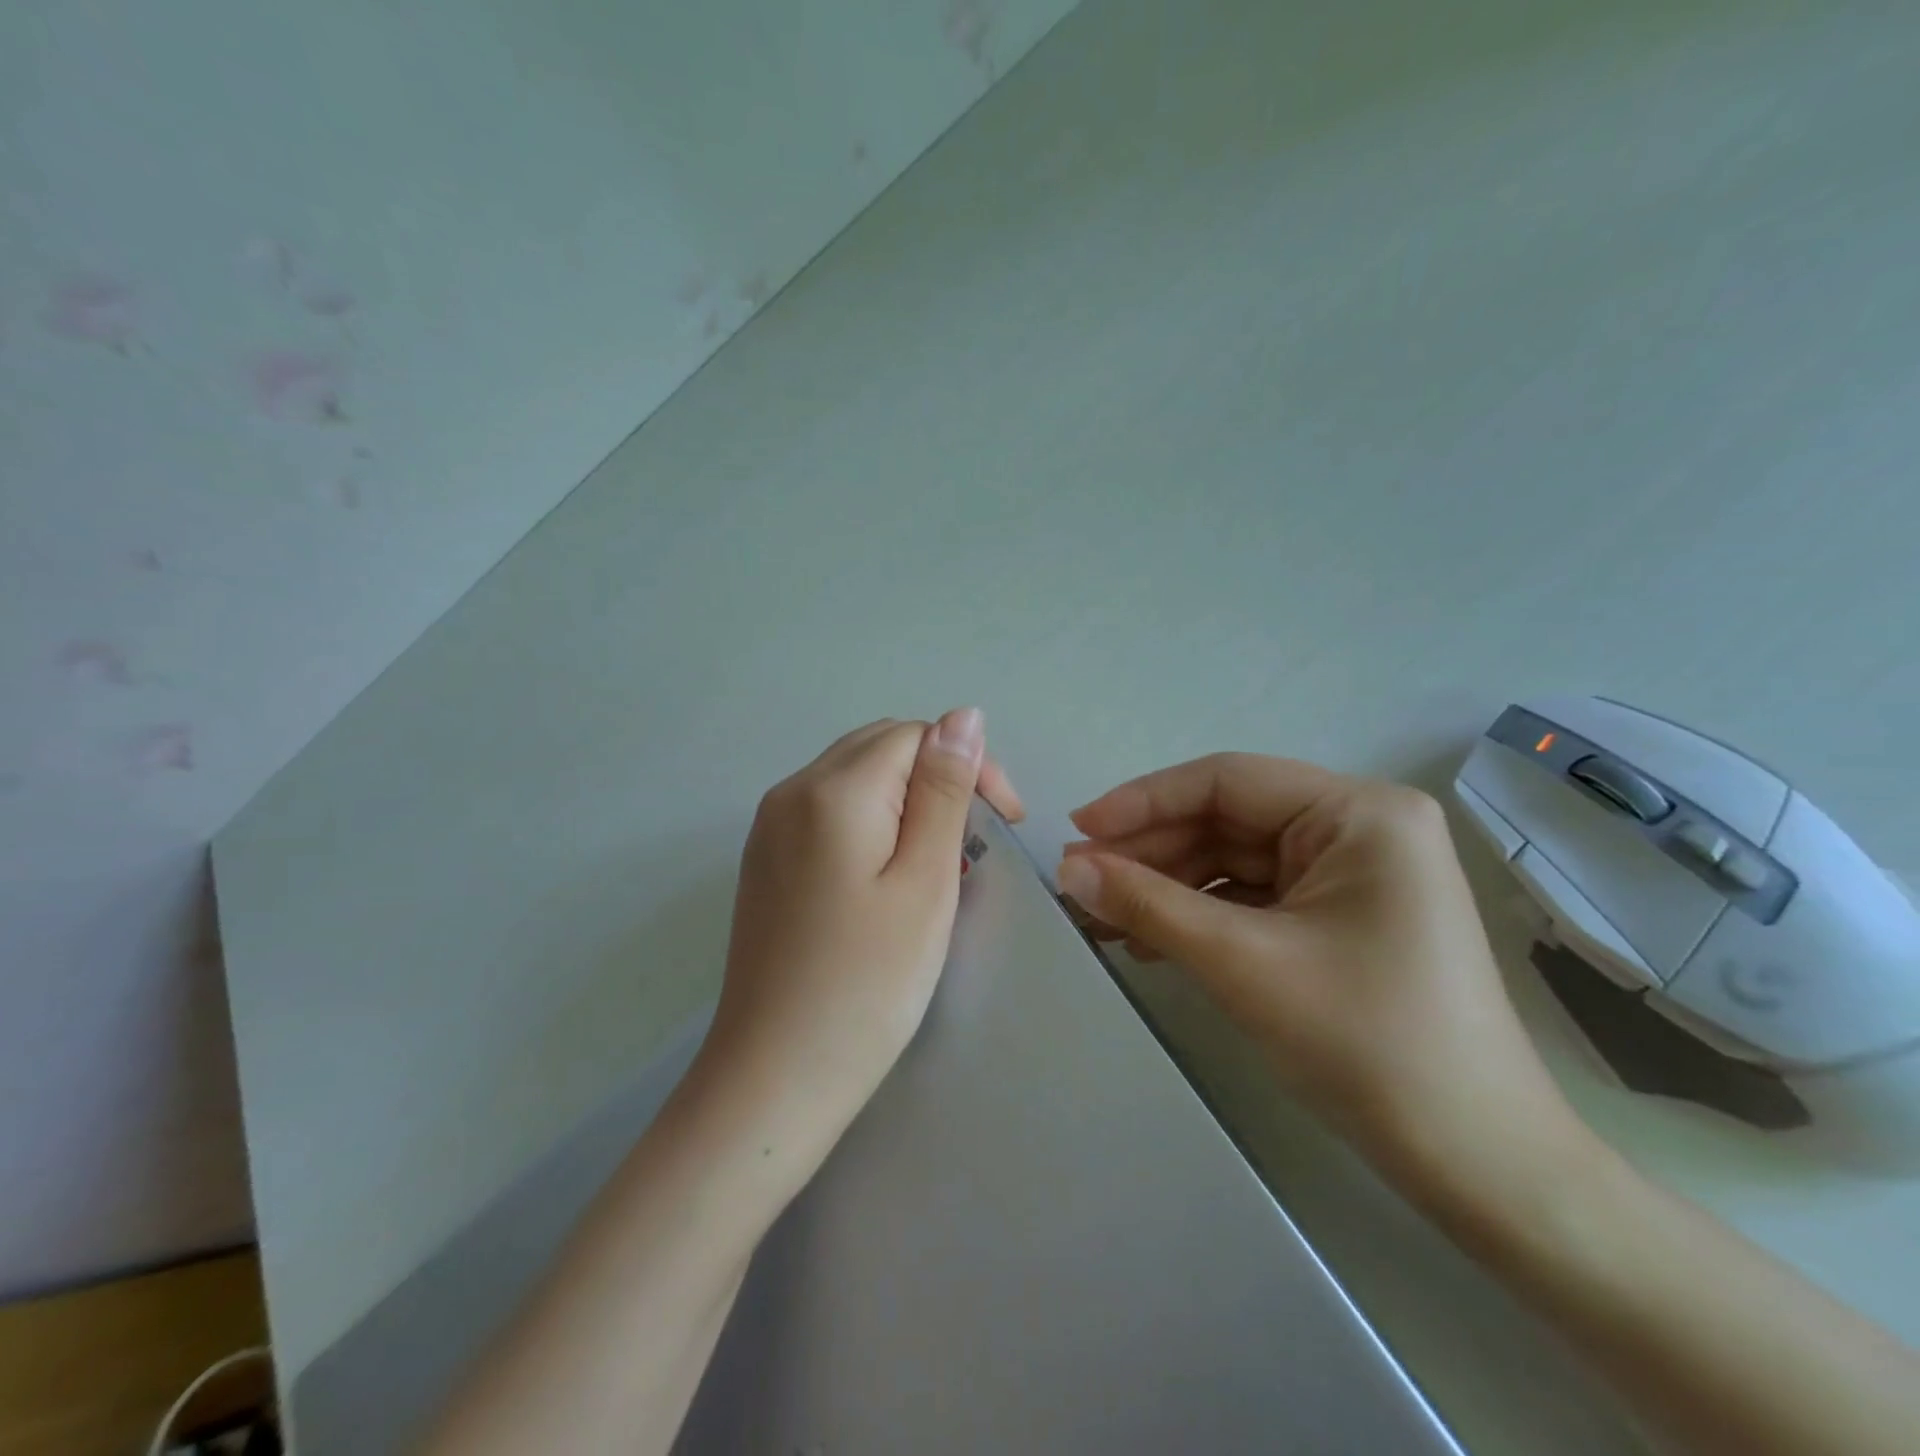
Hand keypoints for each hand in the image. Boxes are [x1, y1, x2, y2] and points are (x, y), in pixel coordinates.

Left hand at [699, 710, 1024, 1154]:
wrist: (774, 1077)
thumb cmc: (868, 984)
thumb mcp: (926, 880)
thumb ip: (945, 790)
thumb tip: (964, 715)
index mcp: (832, 789)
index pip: (916, 735)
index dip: (970, 765)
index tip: (1005, 822)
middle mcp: (790, 791)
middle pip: (882, 748)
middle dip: (939, 779)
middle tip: (975, 845)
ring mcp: (769, 826)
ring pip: (855, 778)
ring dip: (908, 802)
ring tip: (940, 864)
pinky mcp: (765, 860)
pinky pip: (829, 812)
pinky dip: (872, 824)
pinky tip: (889, 876)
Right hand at [1055, 754, 1580, 1187]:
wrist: (1477, 1165)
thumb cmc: (1367, 1043)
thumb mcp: (1242, 962)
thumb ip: (1147, 903)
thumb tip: (1067, 868)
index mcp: (1359, 813)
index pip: (1227, 780)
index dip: (1142, 801)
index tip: (1076, 830)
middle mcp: (1359, 829)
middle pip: (1228, 821)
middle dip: (1150, 853)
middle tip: (1079, 883)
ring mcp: (1352, 875)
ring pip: (1234, 861)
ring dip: (1166, 888)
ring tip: (1100, 918)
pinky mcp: (1340, 917)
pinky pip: (1253, 898)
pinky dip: (1200, 916)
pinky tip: (1149, 939)